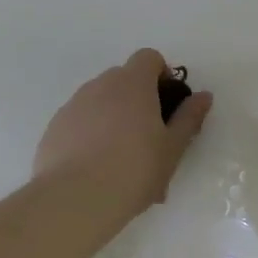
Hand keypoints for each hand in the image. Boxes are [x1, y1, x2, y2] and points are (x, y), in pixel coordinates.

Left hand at [34, 49, 212, 220]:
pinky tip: (97, 167)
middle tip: (150, 136)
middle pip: (124, 79)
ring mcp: (73, 105)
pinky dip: (91, 134)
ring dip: (114, 117)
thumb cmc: (135, 169)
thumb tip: (203, 96)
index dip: (162, 74)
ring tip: (122, 158)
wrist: (76, 199)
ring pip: (100, 101)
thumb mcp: (173, 147)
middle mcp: (99, 85)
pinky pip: (80, 121)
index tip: (168, 104)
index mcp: (132, 84)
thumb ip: (189, 117)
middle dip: (139, 99)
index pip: (149, 58)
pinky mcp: (54, 128)